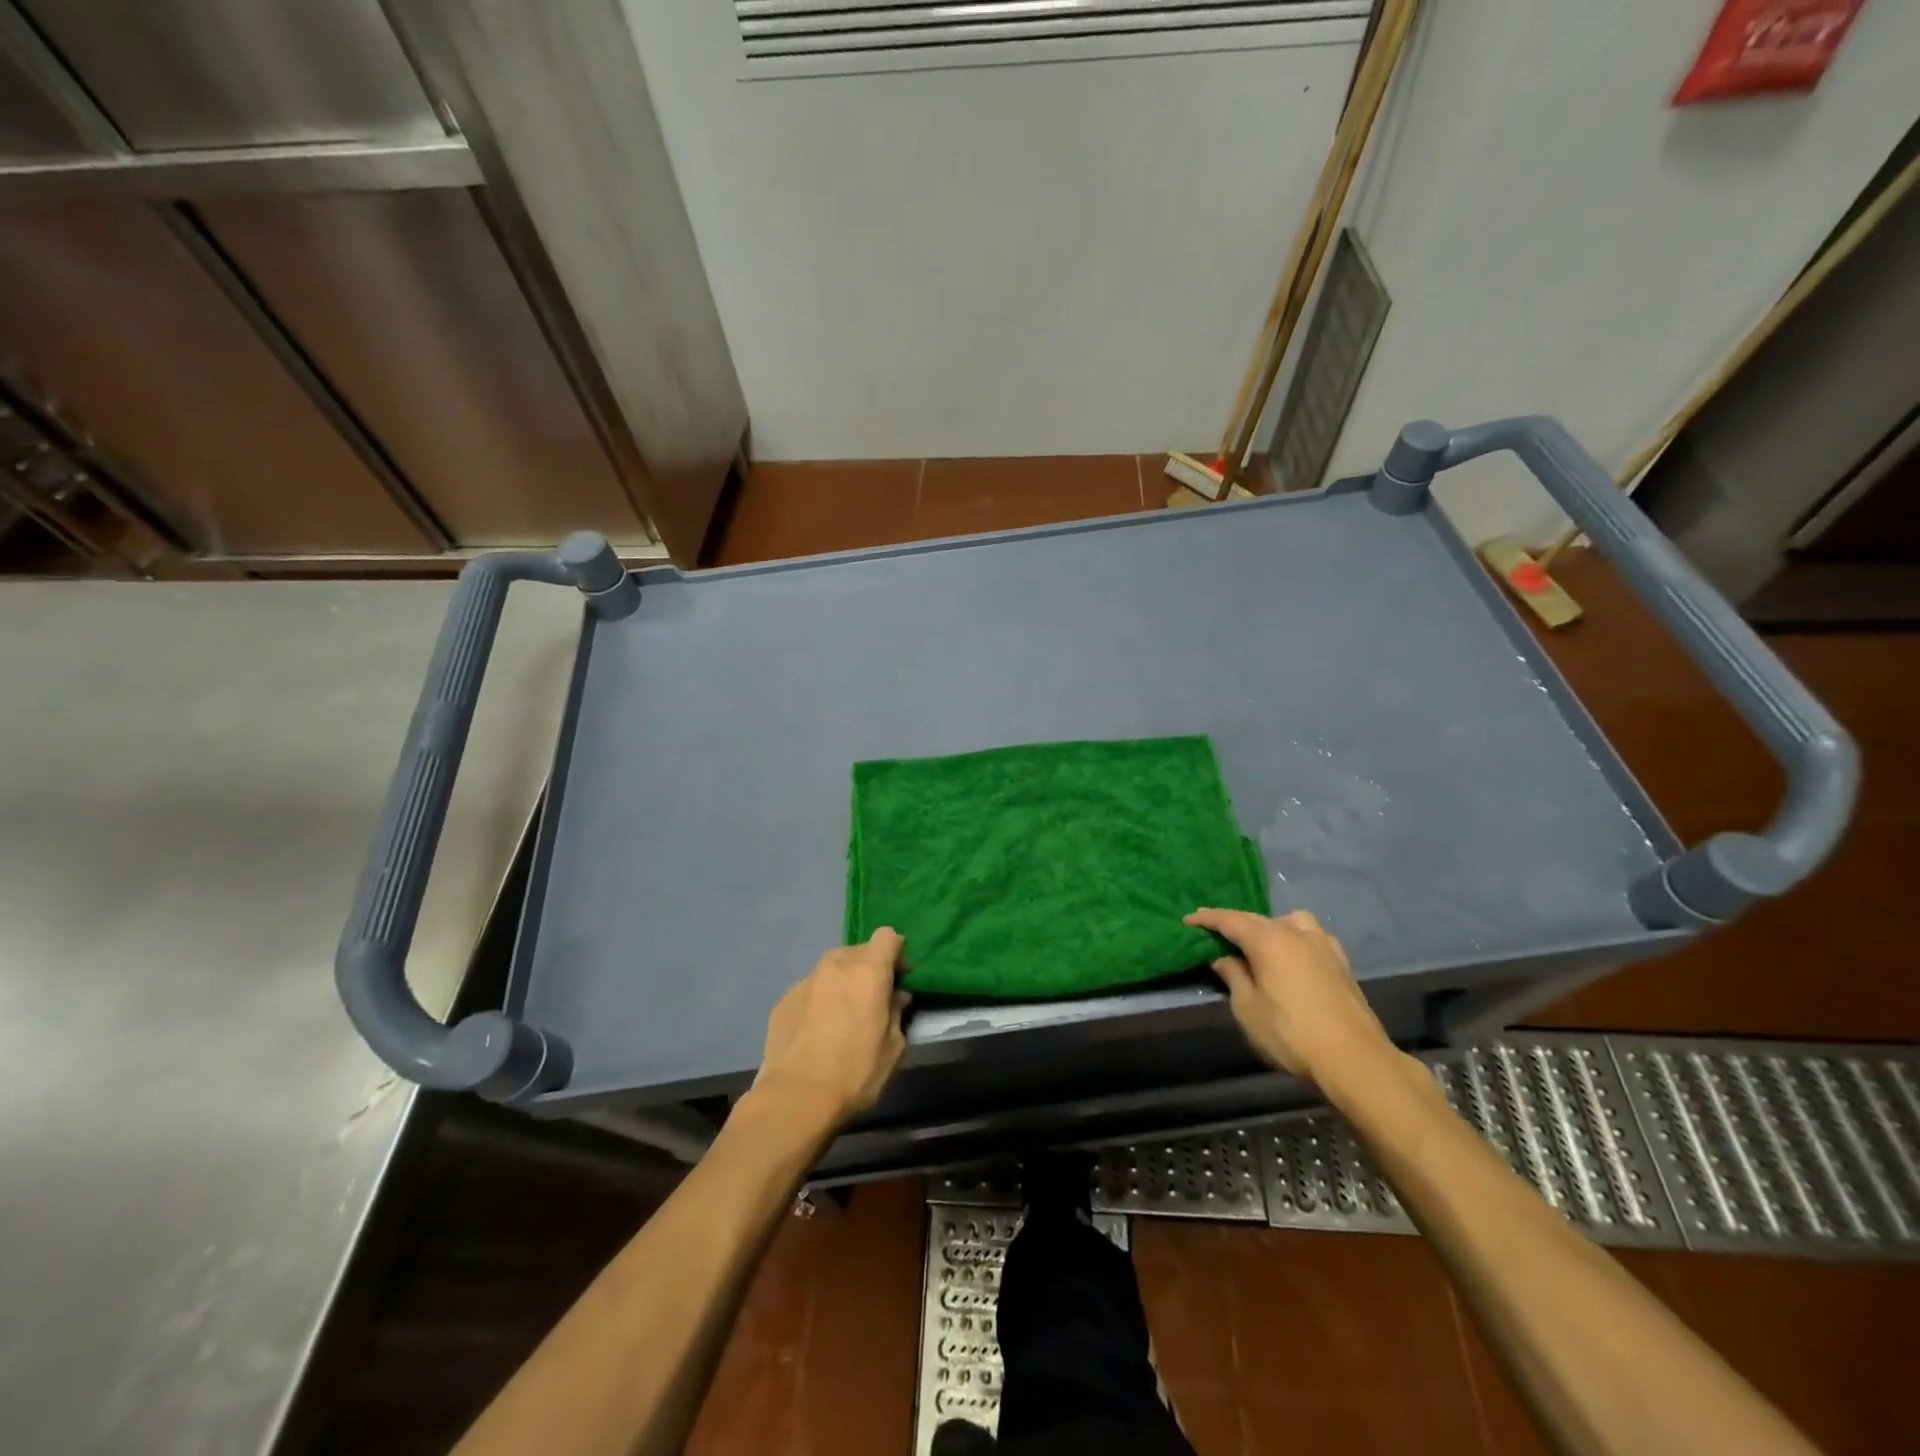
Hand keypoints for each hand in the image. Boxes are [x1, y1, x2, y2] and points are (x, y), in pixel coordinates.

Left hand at [752, 928, 909, 1131]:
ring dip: (843, 982)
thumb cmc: (854, 1072)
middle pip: (859, 951)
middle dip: (870, 968)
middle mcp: (836, 965)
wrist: (795, 1098)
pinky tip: (818, 1030)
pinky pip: (812, 989)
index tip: (900, 977)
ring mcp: (806, 980)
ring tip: (843, 1015)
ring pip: (833, 969)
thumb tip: (896, 996)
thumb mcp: (893, 1048)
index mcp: (868, 971)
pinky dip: (820, 1000)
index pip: (887, 936)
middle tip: (874, 999)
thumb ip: (897, 1013)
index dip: (897, 952)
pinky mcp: (784, 999)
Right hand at [1185, 907, 1394, 1081]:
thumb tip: (1223, 957)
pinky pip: (1311, 937)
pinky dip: (1295, 939)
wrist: (1355, 1060)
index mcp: (1268, 940)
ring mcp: (1323, 945)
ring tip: (1261, 946)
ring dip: (1270, 927)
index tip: (1188, 921)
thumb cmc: (1291, 1034)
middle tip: (1215, 933)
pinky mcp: (1342, 962)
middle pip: (1257, 919)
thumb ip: (1233, 976)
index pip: (1230, 920)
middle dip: (1235, 924)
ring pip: (1290, 922)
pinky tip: (1294, 958)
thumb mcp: (1248, 1009)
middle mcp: (1295, 933)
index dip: (1206, 919)